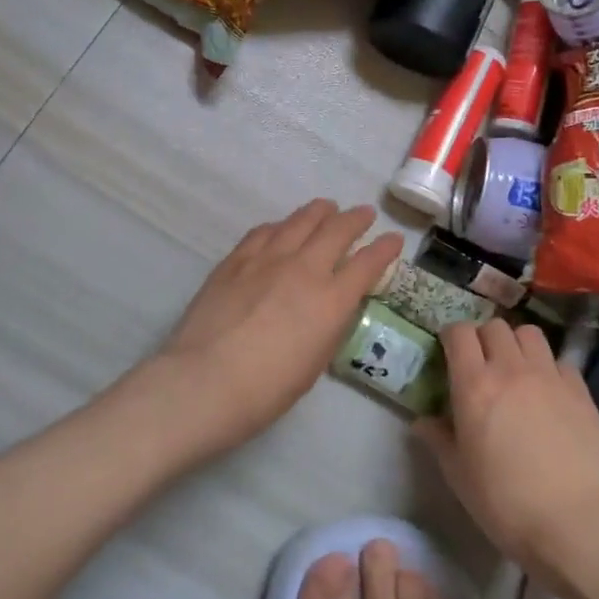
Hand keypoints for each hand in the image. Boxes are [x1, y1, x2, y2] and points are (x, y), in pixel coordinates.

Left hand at [145, 199, 402, 457]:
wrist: (204, 381)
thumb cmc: (266, 390)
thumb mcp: (315, 363)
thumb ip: (328, 326)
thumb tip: (333, 305)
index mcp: (331, 301)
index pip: (368, 263)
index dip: (385, 249)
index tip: (394, 239)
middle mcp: (304, 269)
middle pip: (336, 230)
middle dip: (356, 219)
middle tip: (364, 214)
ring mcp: (267, 259)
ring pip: (300, 221)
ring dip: (319, 212)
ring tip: (327, 208)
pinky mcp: (236, 259)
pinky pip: (264, 231)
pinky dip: (281, 226)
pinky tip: (281, 228)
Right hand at [414, 320, 598, 588]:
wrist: (570, 523)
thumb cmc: (502, 501)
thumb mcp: (457, 473)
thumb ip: (438, 438)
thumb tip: (423, 421)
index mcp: (474, 384)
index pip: (459, 332)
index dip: (451, 336)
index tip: (449, 351)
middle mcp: (511, 369)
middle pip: (495, 326)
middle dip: (484, 338)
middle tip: (482, 363)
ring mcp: (549, 377)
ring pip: (530, 334)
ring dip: (518, 344)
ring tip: (517, 369)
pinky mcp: (580, 392)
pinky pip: (561, 362)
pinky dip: (550, 368)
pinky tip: (549, 393)